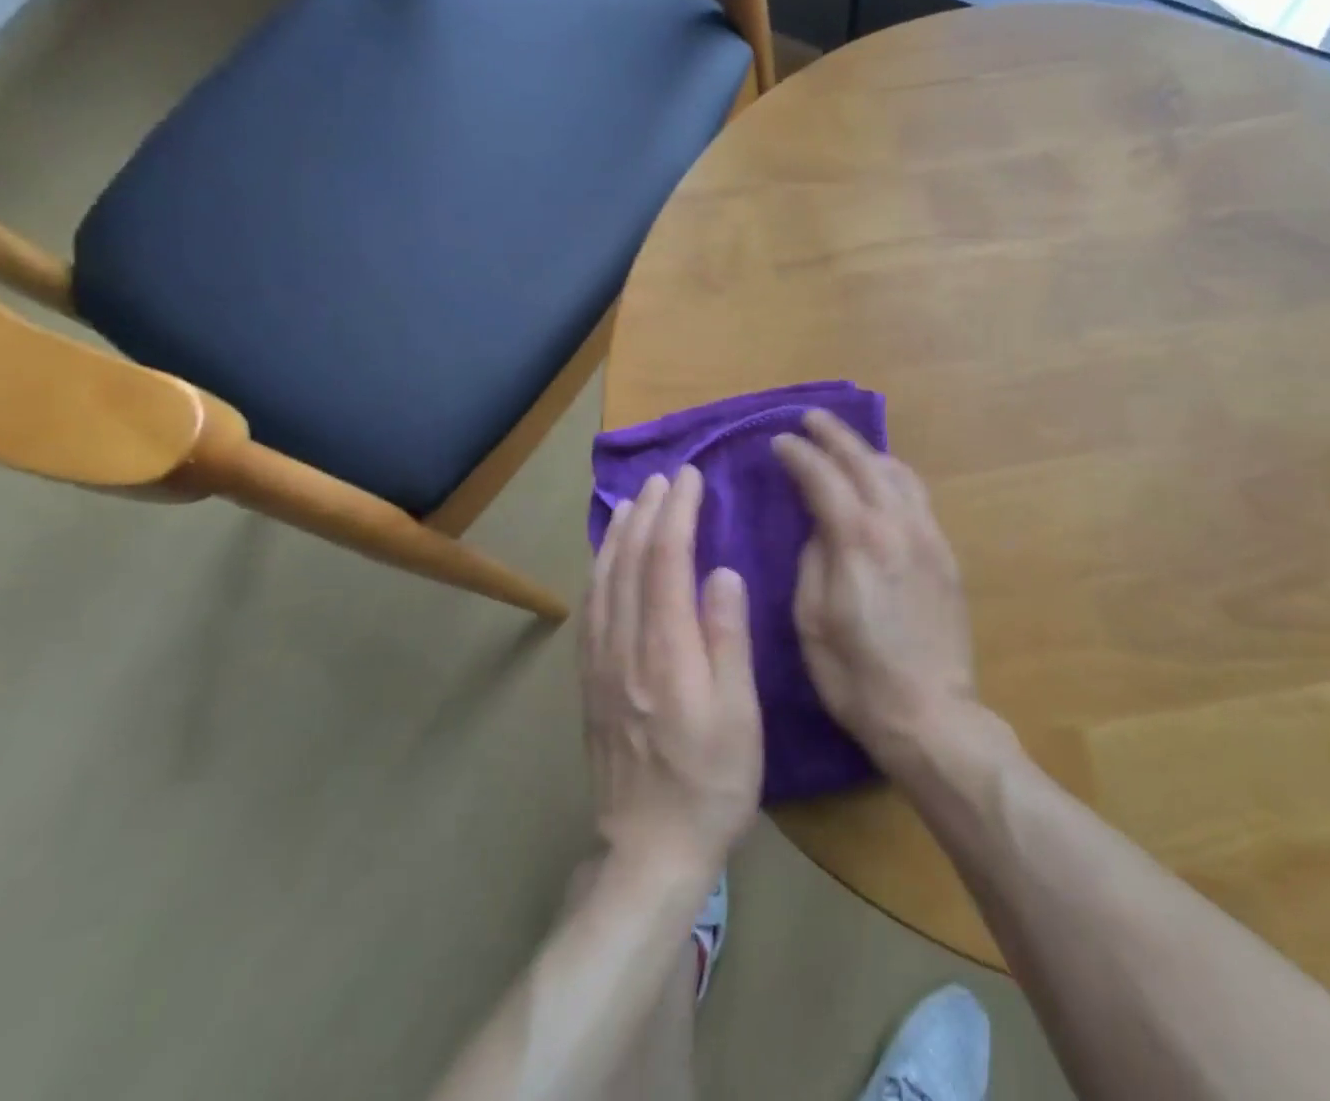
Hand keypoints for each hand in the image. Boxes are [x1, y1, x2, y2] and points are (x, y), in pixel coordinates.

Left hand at [580, 467, 762, 879]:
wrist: (649, 851)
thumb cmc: (711, 784)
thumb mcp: (739, 716)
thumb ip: (727, 639)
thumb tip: (722, 573)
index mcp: (666, 653)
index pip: (667, 563)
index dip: (677, 515)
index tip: (690, 480)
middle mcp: (625, 649)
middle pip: (631, 563)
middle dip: (649, 513)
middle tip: (665, 478)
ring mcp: (602, 665)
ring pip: (604, 581)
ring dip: (619, 534)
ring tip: (632, 501)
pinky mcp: (591, 682)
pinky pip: (591, 609)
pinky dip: (599, 570)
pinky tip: (606, 558)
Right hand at [772, 411, 977, 772]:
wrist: (930, 713)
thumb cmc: (856, 677)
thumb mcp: (811, 621)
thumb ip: (812, 561)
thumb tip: (819, 528)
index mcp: (858, 541)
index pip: (823, 477)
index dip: (799, 455)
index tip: (779, 442)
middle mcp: (897, 525)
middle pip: (865, 462)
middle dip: (834, 435)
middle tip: (811, 420)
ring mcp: (928, 536)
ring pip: (898, 473)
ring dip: (868, 452)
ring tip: (845, 446)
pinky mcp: (945, 554)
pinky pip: (918, 497)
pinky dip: (894, 476)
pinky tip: (882, 481)